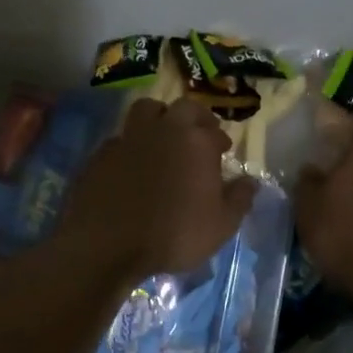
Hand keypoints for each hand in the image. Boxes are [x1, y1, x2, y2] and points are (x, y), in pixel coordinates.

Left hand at [57, 98, 257, 277]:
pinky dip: (132, 143)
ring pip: (147, 109)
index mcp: (197, 142)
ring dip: (160, 117)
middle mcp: (164, 129)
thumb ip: (239, 199)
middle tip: (199, 134)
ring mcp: (130, 137)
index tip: (222, 151)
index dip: (220, 139)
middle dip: (195, 117)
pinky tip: (133, 162)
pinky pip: (122, 137)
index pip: (215, 130)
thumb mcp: (221, 226)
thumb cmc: (173, 235)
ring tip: (163, 137)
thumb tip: (250, 181)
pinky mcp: (102, 152)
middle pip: (184, 107)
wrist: (106, 245)